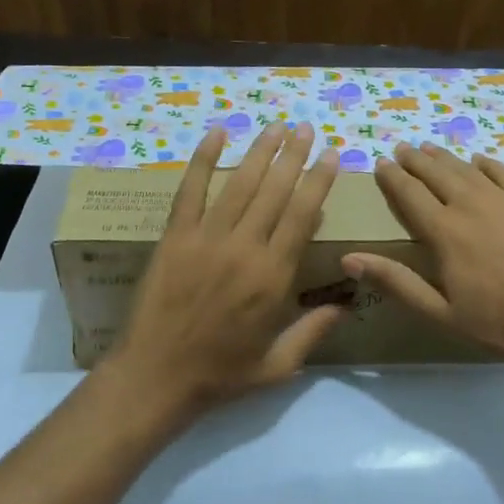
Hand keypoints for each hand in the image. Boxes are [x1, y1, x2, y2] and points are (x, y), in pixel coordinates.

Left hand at [109, 121, 341, 424]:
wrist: (155, 377)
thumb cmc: (221, 373)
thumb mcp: (278, 365)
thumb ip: (314, 331)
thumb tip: (348, 304)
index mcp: (273, 276)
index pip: (303, 215)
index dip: (319, 181)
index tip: (331, 155)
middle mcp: (244, 248)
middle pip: (275, 190)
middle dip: (294, 155)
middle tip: (306, 128)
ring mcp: (206, 238)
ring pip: (240, 184)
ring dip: (260, 151)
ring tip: (276, 126)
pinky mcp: (174, 237)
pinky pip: (190, 190)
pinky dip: (203, 160)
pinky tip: (217, 134)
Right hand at [342, 142, 503, 376]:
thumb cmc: (497, 323)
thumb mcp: (439, 312)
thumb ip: (395, 282)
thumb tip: (349, 258)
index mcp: (444, 232)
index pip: (410, 194)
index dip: (392, 177)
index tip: (381, 163)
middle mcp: (471, 205)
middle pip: (436, 174)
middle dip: (415, 160)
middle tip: (402, 148)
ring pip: (467, 169)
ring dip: (445, 158)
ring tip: (430, 148)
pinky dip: (487, 164)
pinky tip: (479, 161)